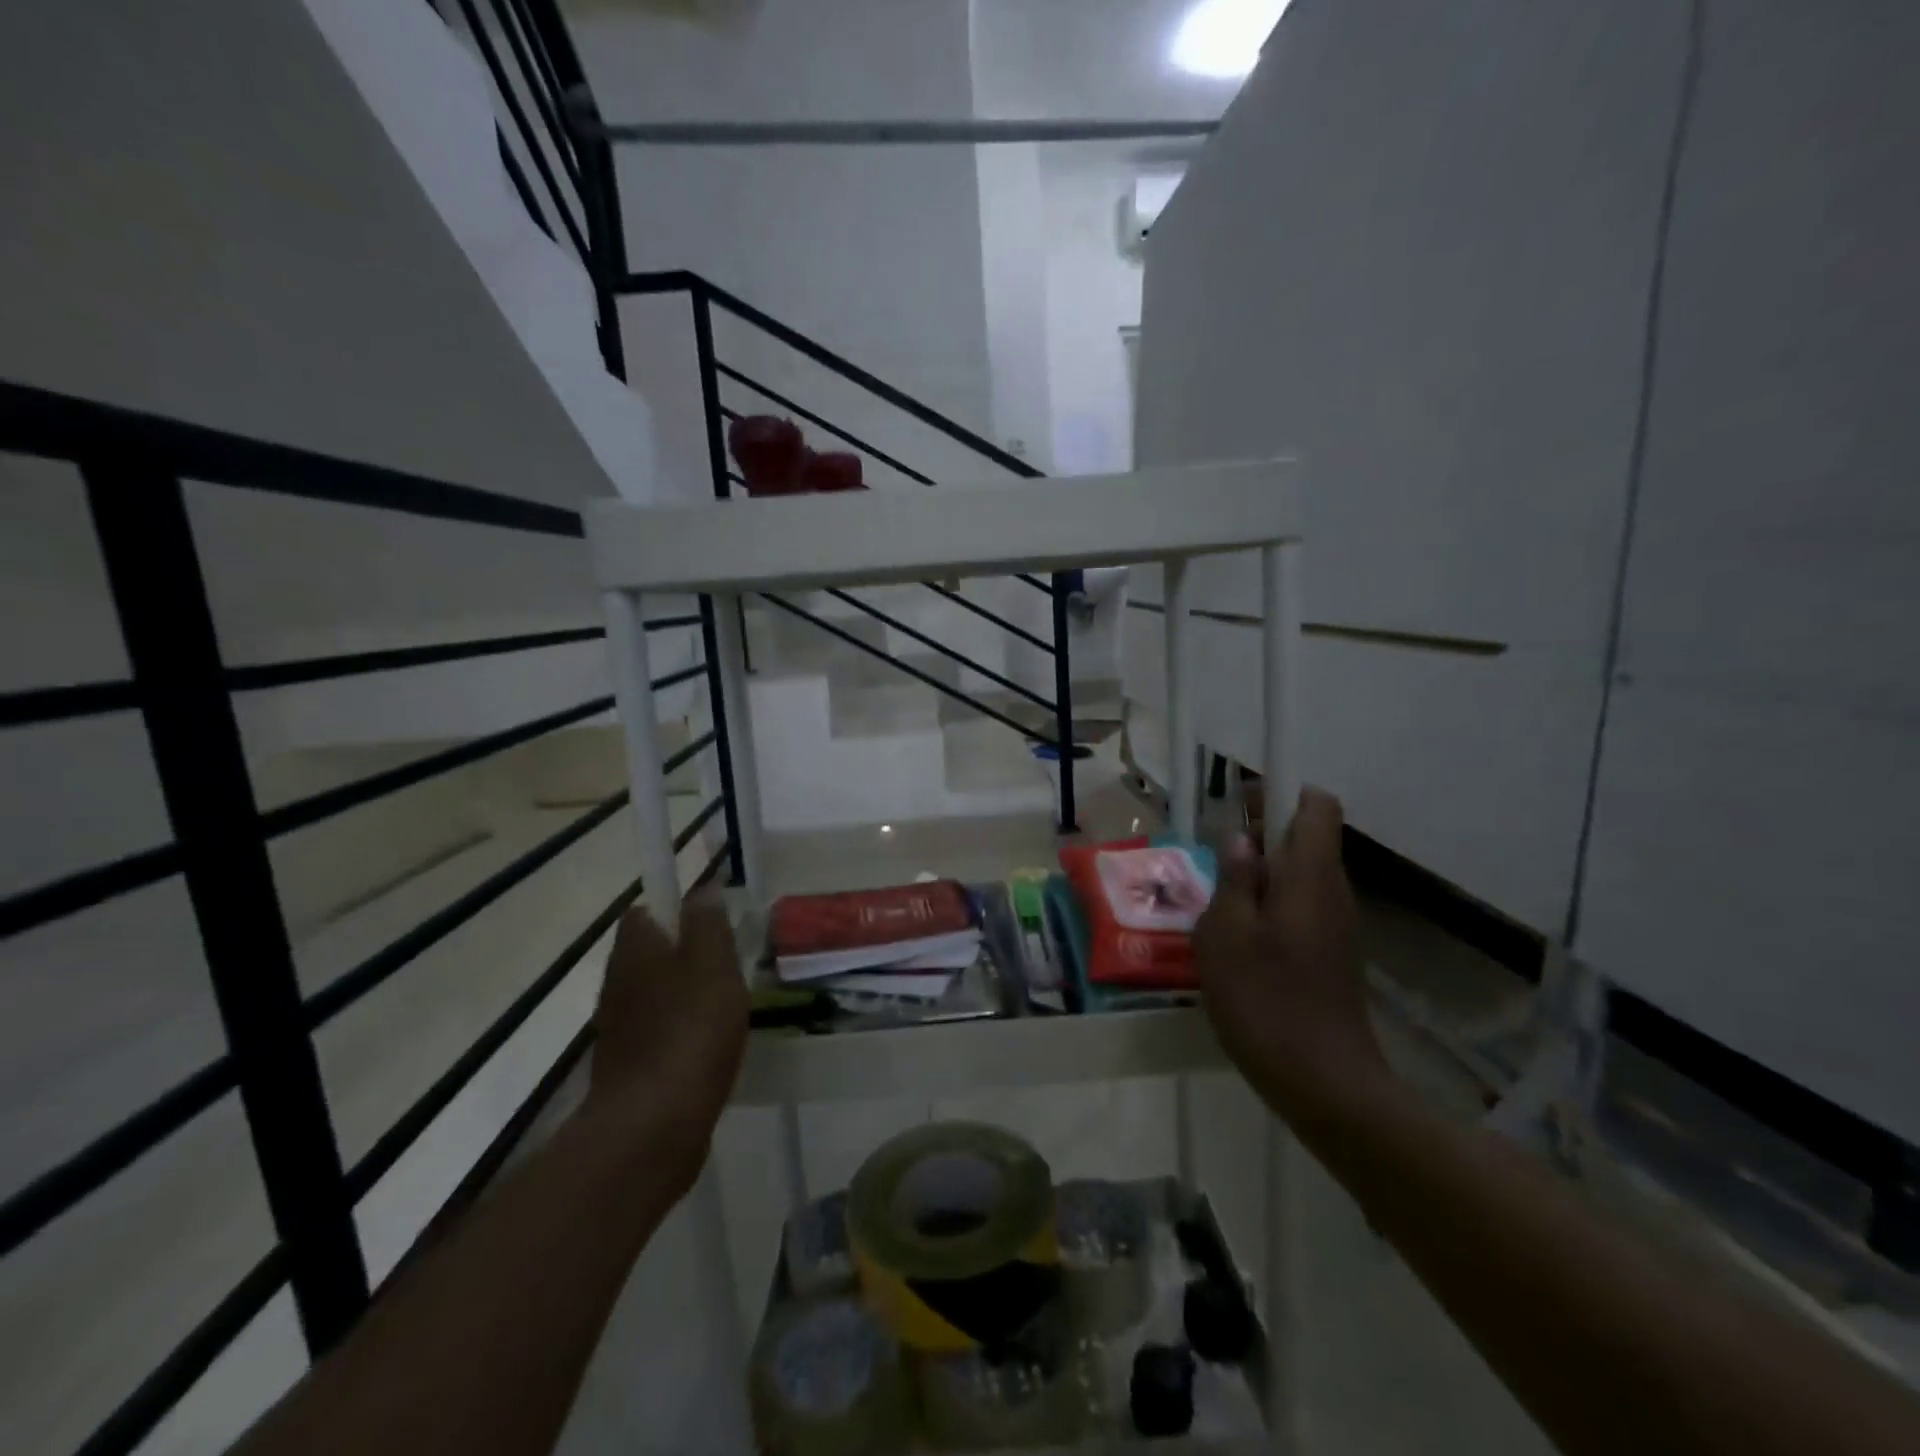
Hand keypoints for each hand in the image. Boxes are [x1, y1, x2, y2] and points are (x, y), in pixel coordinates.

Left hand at [586, 893, 747, 1166]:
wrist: (652, 1126)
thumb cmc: (690, 1032)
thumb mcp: (713, 966)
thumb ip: (708, 925)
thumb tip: (702, 889)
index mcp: (635, 952)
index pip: (643, 912)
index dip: (672, 908)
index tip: (708, 920)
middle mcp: (617, 983)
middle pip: (646, 953)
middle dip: (681, 951)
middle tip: (726, 959)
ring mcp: (619, 1028)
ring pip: (651, 993)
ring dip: (681, 992)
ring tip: (725, 1001)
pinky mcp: (627, 1066)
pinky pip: (655, 1032)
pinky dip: (678, 1030)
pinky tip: (708, 1043)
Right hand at [1193, 787, 1389, 1110]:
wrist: (1324, 1082)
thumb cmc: (1265, 997)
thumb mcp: (1226, 932)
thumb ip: (1233, 878)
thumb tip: (1241, 839)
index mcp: (1310, 875)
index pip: (1317, 806)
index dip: (1280, 793)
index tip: (1240, 807)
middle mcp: (1333, 891)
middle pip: (1306, 839)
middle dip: (1260, 838)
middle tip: (1215, 863)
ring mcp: (1338, 926)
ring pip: (1300, 877)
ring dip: (1261, 877)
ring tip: (1218, 906)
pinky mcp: (1333, 955)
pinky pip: (1301, 909)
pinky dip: (1270, 909)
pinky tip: (1238, 943)